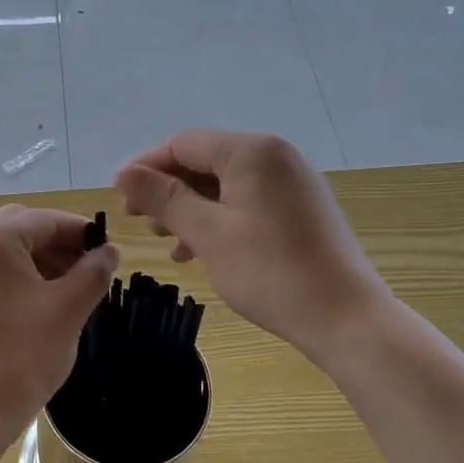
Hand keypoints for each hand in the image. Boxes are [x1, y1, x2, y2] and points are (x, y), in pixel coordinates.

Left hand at [0, 205, 119, 447]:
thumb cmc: (22, 354)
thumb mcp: (68, 309)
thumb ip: (93, 272)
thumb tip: (109, 252)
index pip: (44, 220)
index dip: (81, 232)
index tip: (108, 250)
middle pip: (19, 228)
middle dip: (57, 243)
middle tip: (88, 268)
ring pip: (1, 250)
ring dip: (36, 260)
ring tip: (68, 287)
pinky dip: (13, 277)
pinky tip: (36, 303)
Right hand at [115, 131, 391, 363]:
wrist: (345, 318)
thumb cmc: (269, 271)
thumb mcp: (207, 233)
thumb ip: (164, 198)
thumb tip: (124, 173)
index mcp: (252, 151)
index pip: (183, 144)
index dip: (146, 167)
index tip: (118, 198)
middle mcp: (275, 156)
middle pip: (205, 161)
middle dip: (168, 189)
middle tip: (139, 222)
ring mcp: (292, 183)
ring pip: (224, 184)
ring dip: (190, 208)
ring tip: (166, 241)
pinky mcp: (300, 209)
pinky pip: (247, 202)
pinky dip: (218, 219)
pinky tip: (198, 251)